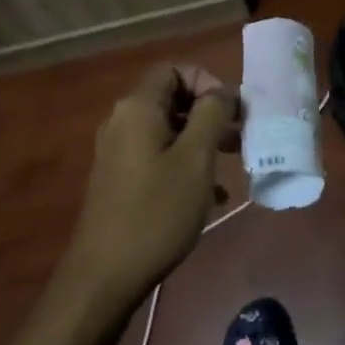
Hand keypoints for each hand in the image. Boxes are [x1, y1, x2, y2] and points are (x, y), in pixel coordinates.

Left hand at [64, 63, 236, 306]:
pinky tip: (210, 197)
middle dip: (209, 114)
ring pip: (168, 130)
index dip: (207, 81)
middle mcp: (122, 121)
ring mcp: (117, 151)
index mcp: (138, 107)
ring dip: (201, 141)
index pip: (175, 69)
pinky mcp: (119, 179)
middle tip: (239, 137)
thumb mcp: (195, 159)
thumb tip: (223, 90)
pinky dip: (184, 164)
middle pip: (172, 98)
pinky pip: (157, 155)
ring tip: (231, 166)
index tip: (232, 111)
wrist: (105, 275)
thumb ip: (211, 115)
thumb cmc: (157, 211)